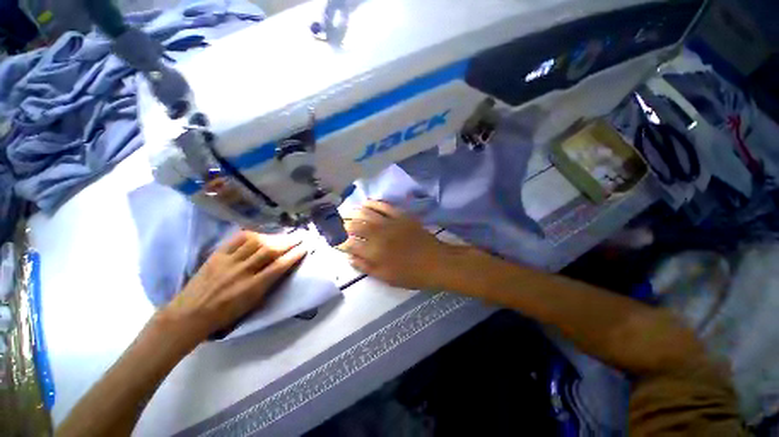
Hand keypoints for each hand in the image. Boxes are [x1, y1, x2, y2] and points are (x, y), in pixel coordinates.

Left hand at [158, 231, 306, 343]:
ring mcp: (229, 261)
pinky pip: (237, 239)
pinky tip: (260, 234)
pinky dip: (252, 234)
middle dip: (289, 241)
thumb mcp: (252, 304)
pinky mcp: (217, 255)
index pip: (280, 265)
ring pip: (256, 242)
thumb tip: (282, 267)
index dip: (295, 254)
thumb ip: (268, 283)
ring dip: (273, 236)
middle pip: (270, 250)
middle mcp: (243, 271)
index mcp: (253, 287)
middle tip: (300, 236)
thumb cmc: (225, 314)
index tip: (306, 246)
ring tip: (283, 235)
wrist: (190, 314)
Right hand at [339, 201, 453, 289]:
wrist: (436, 262)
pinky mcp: (401, 215)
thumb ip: (365, 267)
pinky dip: (372, 203)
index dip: (338, 241)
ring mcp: (390, 222)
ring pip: (366, 212)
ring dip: (353, 211)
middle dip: (341, 223)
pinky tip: (365, 203)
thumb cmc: (411, 274)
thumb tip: (349, 257)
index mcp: (374, 252)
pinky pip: (384, 205)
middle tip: (335, 223)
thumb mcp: (386, 277)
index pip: (349, 243)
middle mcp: (379, 234)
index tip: (333, 240)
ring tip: (345, 212)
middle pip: (355, 225)